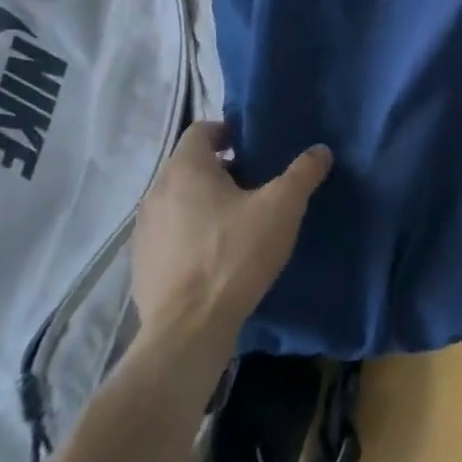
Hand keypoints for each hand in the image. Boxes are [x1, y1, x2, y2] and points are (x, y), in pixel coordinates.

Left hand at [131, 122, 330, 375]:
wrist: (188, 331)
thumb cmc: (235, 254)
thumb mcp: (283, 207)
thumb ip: (303, 172)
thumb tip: (320, 151)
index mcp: (186, 170)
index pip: (200, 130)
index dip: (226, 132)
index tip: (252, 146)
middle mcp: (157, 193)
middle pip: (189, 166)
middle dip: (221, 169)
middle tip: (255, 184)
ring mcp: (144, 232)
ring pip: (178, 201)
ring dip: (204, 203)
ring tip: (238, 221)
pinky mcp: (141, 266)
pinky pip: (169, 235)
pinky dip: (190, 234)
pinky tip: (216, 256)